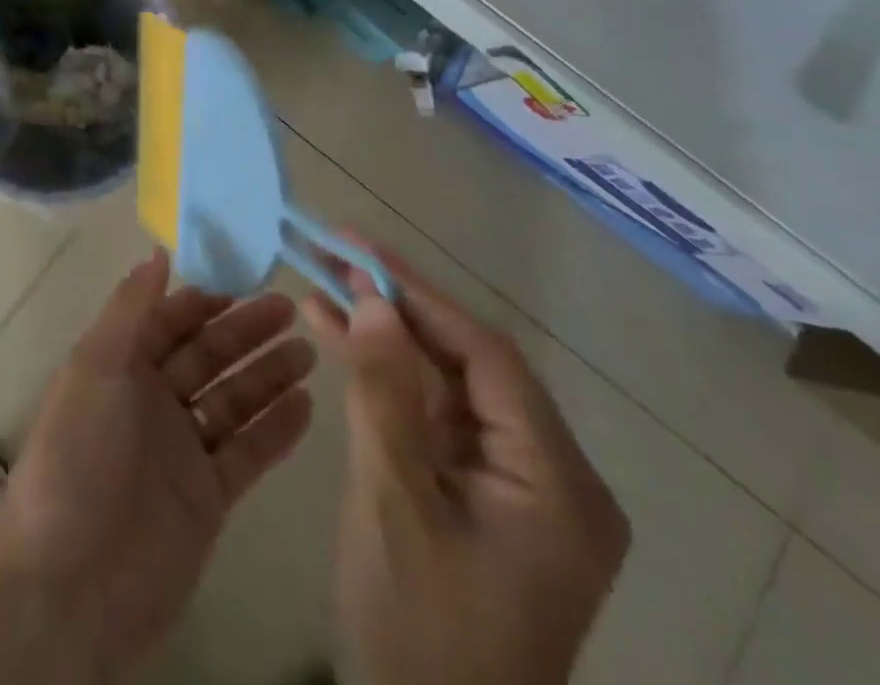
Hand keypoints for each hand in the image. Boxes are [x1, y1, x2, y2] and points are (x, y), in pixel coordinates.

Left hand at [0, 250, 315, 684]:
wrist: (71, 582)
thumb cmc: (79, 455)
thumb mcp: (97, 367)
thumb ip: (131, 309)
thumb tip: (156, 252)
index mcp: (120, 366)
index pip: (168, 321)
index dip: (204, 300)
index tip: (244, 278)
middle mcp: (151, 401)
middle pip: (207, 356)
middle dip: (245, 331)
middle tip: (290, 307)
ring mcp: (181, 450)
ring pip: (232, 401)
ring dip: (268, 375)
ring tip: (309, 350)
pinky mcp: (206, 498)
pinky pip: (247, 453)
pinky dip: (275, 430)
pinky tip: (306, 405)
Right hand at [304, 246, 629, 684]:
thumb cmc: (418, 632)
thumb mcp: (395, 503)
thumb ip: (385, 393)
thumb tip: (373, 297)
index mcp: (558, 483)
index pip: (486, 357)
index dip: (418, 293)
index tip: (358, 247)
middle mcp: (553, 475)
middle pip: (466, 364)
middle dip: (396, 308)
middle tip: (332, 253)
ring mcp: (517, 486)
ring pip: (445, 384)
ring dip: (384, 337)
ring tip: (322, 285)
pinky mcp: (482, 494)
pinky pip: (434, 417)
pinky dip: (386, 380)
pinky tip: (338, 337)